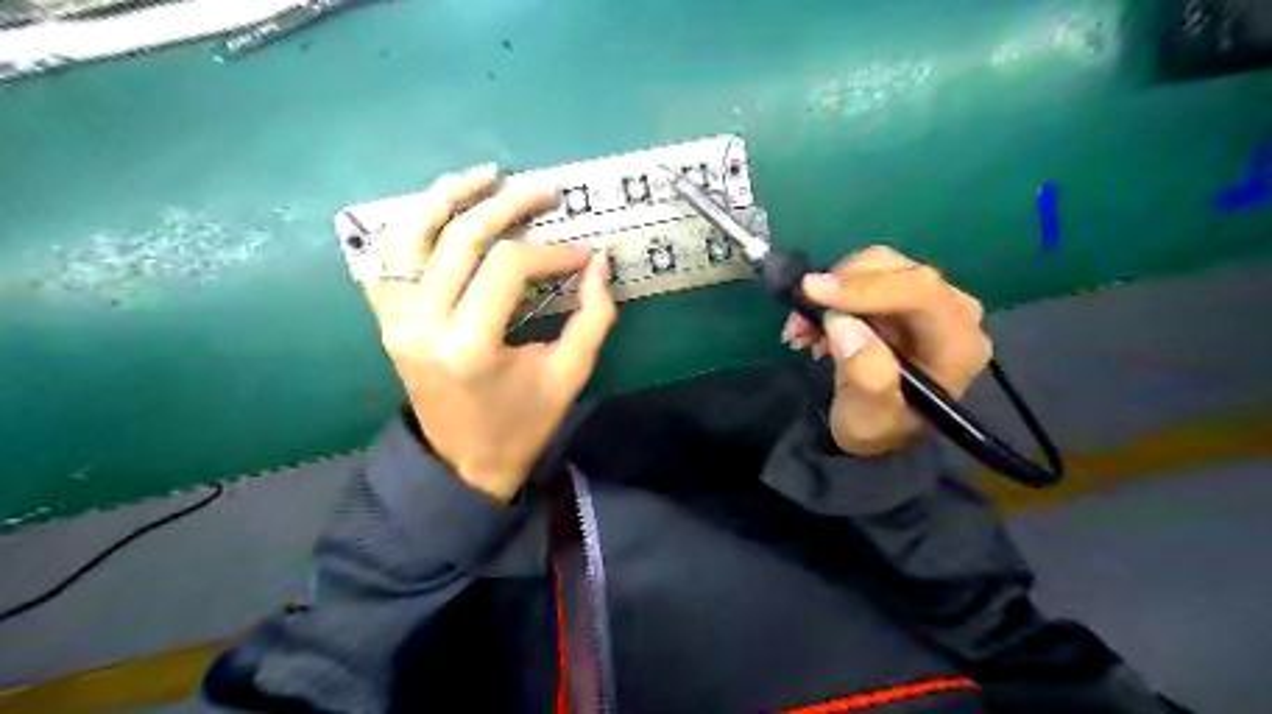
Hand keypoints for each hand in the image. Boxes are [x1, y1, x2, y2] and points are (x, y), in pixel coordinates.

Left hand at [363, 164, 615, 500]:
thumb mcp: (568, 375)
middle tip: (546, 191)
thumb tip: (602, 264)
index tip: (585, 255)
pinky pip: (384, 258)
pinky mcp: (386, 319)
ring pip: (411, 233)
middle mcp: (422, 323)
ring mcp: (395, 318)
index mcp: (470, 345)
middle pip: (460, 238)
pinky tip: (436, 208)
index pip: (509, 267)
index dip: (553, 252)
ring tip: (486, 175)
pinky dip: (407, 225)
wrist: (461, 463)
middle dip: (509, 205)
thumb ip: (593, 317)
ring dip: (447, 196)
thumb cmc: (521, 424)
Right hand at [781, 247, 998, 457]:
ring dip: (830, 292)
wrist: (874, 431)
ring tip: (801, 331)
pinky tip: (811, 327)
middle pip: (898, 270)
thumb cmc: (878, 428)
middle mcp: (951, 313)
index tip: (814, 292)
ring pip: (876, 266)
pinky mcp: (900, 297)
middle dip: (841, 288)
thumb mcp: (869, 418)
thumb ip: (866, 375)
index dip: (866, 287)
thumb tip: (842, 323)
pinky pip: (863, 276)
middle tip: (800, 320)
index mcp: (957, 343)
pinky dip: (830, 295)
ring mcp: (926, 301)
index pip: (921, 292)